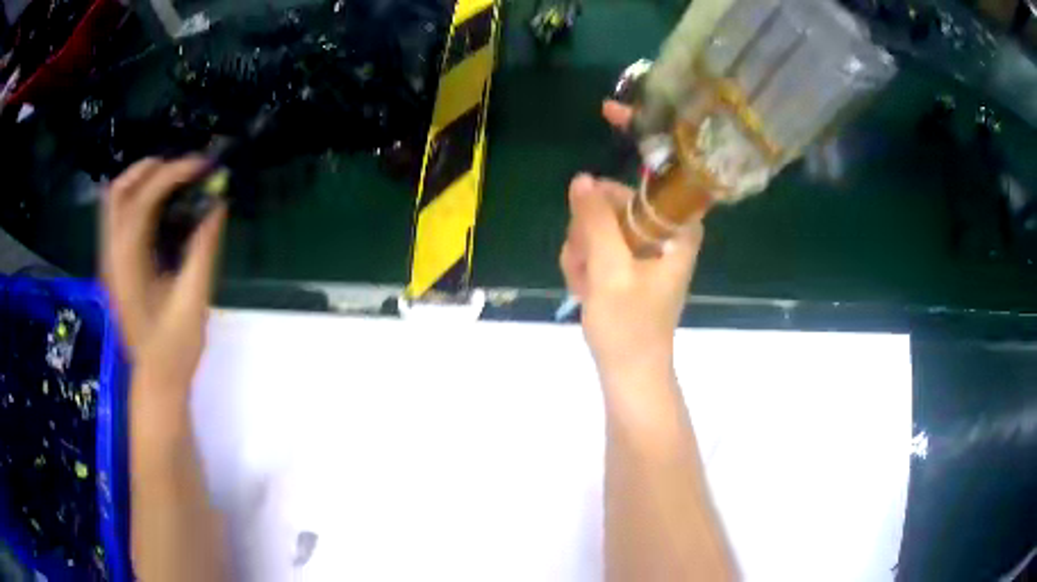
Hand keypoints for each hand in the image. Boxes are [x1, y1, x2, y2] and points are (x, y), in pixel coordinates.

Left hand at [101, 157, 225, 391]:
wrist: (156, 380)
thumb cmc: (174, 349)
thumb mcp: (193, 301)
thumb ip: (202, 249)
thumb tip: (217, 205)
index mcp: (128, 265)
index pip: (143, 200)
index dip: (173, 174)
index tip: (203, 167)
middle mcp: (112, 256)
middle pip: (118, 191)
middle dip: (151, 169)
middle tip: (183, 169)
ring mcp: (109, 260)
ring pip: (115, 201)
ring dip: (142, 180)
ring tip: (173, 179)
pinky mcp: (114, 265)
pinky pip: (119, 217)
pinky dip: (138, 198)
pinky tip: (161, 206)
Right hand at [560, 101, 702, 381]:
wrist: (629, 372)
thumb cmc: (630, 327)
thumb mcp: (610, 271)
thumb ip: (596, 222)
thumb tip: (581, 179)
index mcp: (678, 227)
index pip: (660, 169)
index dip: (637, 135)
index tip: (608, 110)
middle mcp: (666, 228)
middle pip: (615, 197)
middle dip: (589, 228)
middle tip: (586, 263)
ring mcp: (645, 243)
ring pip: (599, 221)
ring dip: (582, 250)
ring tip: (587, 285)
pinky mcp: (629, 258)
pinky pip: (596, 241)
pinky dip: (584, 262)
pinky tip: (586, 287)